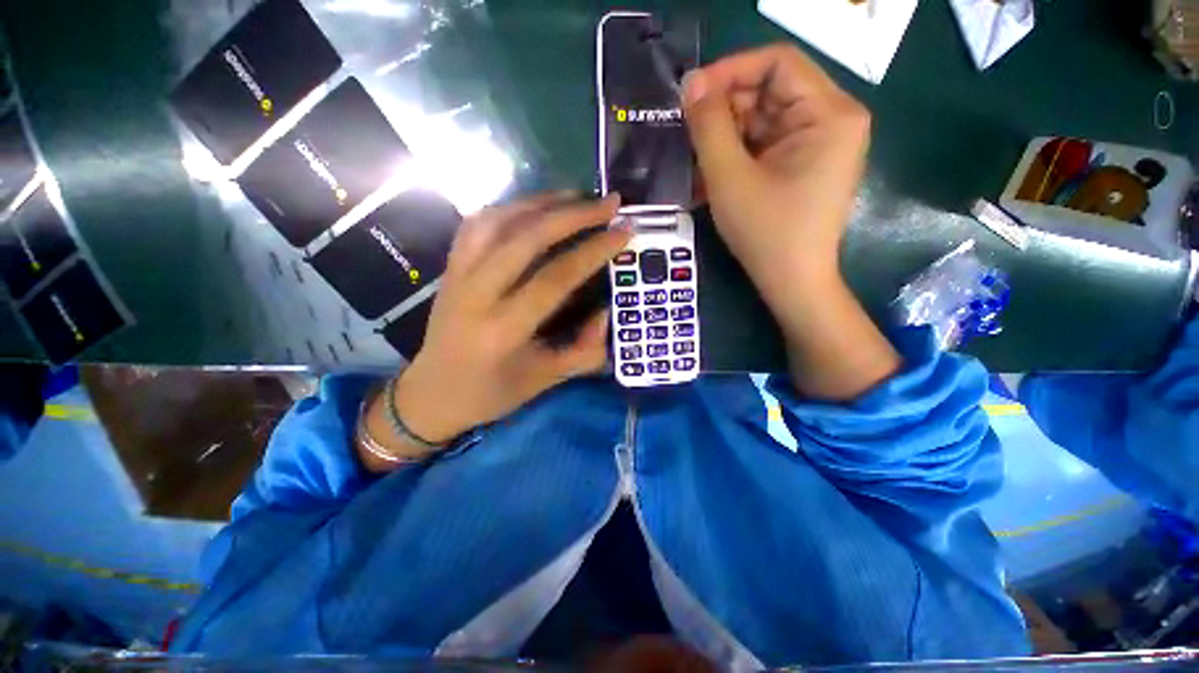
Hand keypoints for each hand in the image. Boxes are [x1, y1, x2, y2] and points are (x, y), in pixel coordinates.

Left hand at [392, 193, 629, 443]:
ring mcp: (457, 275)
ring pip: (499, 221)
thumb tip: (607, 312)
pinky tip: (533, 208)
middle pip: (527, 238)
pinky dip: (509, 208)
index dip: (593, 251)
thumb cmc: (491, 394)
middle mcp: (477, 294)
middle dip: (574, 214)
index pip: (555, 278)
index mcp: (503, 329)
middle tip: (609, 202)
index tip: (623, 231)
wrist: (431, 394)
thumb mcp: (546, 380)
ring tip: (577, 196)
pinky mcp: (449, 268)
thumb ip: (585, 350)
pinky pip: (477, 224)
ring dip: (542, 202)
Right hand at [683, 44, 897, 399]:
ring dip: (725, 139)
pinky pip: (765, 146)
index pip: (779, 63)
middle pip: (771, 92)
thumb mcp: (730, 177)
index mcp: (829, 113)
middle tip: (687, 134)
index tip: (691, 94)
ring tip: (694, 162)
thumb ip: (709, 126)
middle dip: (725, 111)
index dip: (731, 70)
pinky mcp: (804, 165)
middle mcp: (832, 120)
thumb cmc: (765, 232)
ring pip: (763, 121)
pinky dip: (736, 157)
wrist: (791, 283)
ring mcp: (818, 144)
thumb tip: (691, 84)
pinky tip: (710, 177)